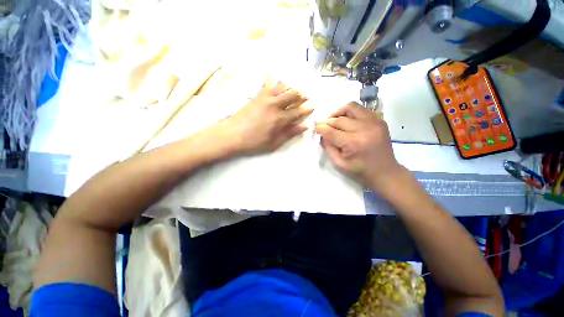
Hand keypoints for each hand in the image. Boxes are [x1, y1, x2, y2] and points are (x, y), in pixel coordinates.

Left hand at [216, 80, 312, 155]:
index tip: (312, 106)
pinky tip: (274, 75)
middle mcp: (275, 104)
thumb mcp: (274, 143)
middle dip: (301, 95)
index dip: (307, 108)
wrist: (232, 135)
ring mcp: (265, 98)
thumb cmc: (254, 143)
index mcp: (280, 119)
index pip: (298, 111)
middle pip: (293, 94)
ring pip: (282, 85)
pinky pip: (267, 83)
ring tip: (291, 92)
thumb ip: (290, 134)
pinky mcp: (256, 95)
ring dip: (289, 87)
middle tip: (303, 98)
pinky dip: (273, 79)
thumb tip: (304, 126)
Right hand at [314, 102, 404, 192]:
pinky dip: (351, 112)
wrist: (385, 173)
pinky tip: (347, 120)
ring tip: (334, 120)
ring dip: (338, 112)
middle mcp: (364, 129)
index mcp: (354, 143)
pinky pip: (361, 109)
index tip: (314, 127)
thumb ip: (328, 147)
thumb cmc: (360, 172)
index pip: (331, 131)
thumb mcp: (339, 163)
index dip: (320, 128)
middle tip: (322, 125)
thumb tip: (321, 133)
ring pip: (351, 107)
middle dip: (327, 122)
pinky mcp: (379, 120)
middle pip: (339, 119)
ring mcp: (374, 122)